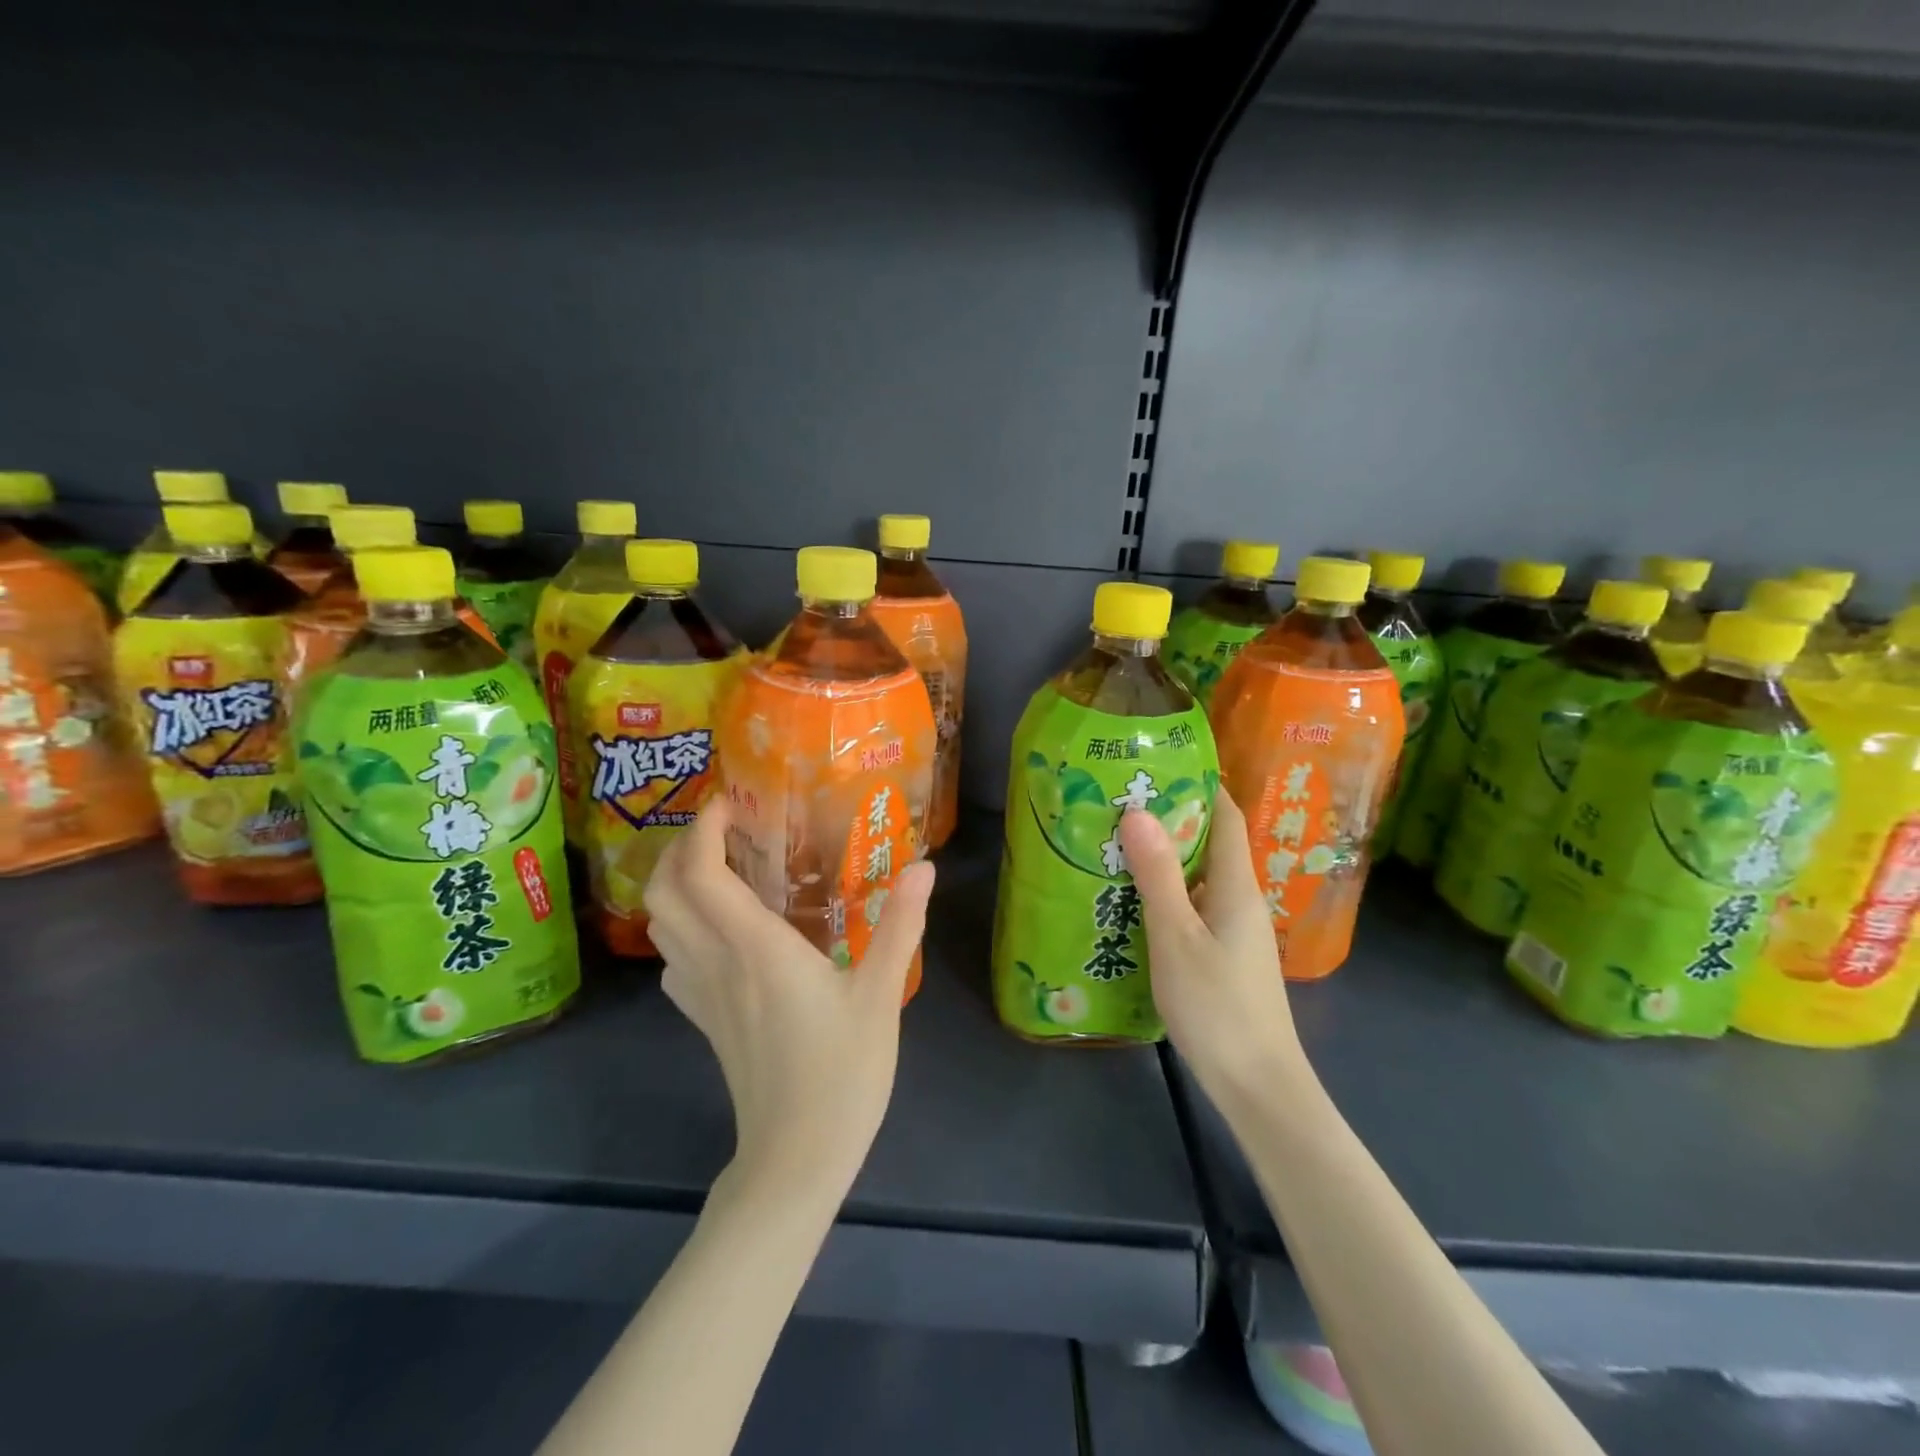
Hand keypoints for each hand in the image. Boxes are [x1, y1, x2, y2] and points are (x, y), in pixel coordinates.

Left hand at [644, 797, 935, 1202]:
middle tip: (723, 829)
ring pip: (661, 925)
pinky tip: (719, 930)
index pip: (702, 873)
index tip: (729, 802)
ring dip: (676, 885)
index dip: (704, 829)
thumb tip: (925, 867)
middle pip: (664, 893)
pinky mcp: (703, 1019)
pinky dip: (681, 928)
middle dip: (681, 848)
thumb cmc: (842, 1072)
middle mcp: (717, 962)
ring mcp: (702, 994)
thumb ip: (901, 925)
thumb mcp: (881, 994)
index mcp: (755, 948)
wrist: (797, 1157)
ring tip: (720, 866)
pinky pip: (673, 960)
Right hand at [1119, 789, 1304, 1107]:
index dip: (1199, 784)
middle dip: (1170, 817)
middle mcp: (1240, 899)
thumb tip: (1138, 811)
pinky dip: (1166, 893)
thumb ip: (1158, 875)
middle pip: (1210, 842)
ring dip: (1164, 857)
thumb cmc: (1218, 1006)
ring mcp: (1234, 930)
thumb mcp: (1177, 937)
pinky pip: (1194, 906)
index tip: (1157, 765)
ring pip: (1199, 876)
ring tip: (1115, 843)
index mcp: (1236, 885)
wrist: (1258, 1085)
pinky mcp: (1224, 955)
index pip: (1226, 816)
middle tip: (1118, 802)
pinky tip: (1131, 901)